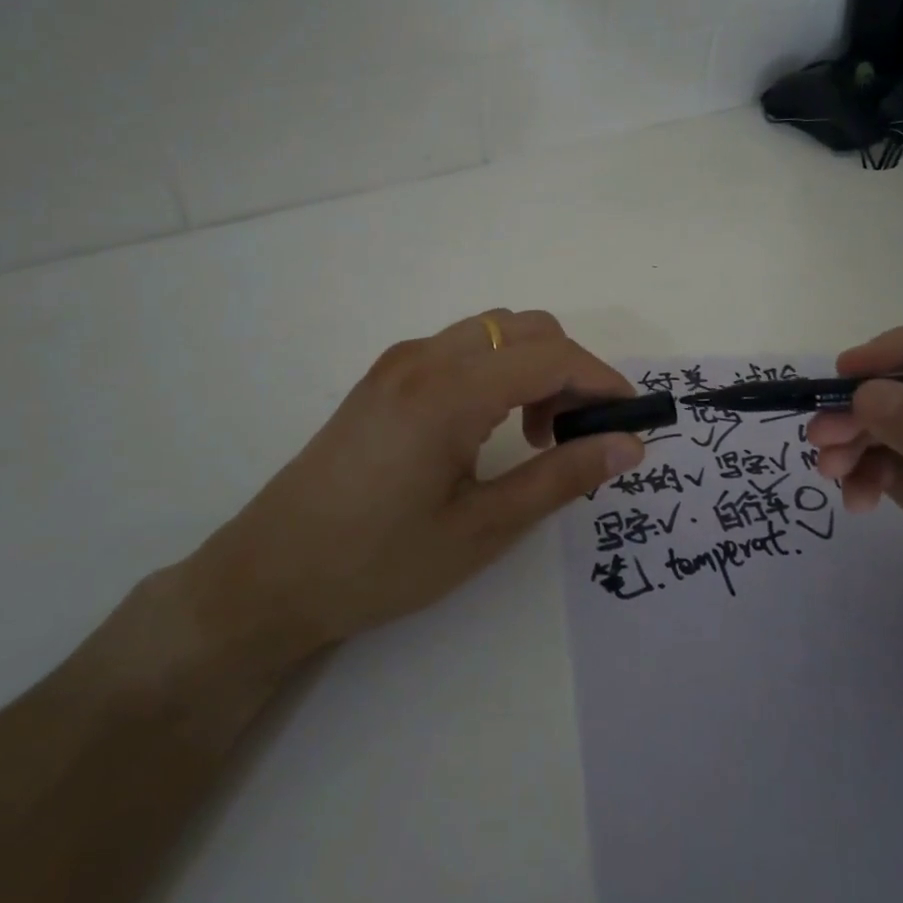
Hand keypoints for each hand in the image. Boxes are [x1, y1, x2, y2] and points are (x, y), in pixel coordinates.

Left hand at [179, 310, 643, 667]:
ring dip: (533, 366)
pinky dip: (498, 369)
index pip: (551, 356)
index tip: (631, 420)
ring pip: (493, 331)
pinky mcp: (385, 376)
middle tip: (575, 436)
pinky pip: (462, 347)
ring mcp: (399, 362)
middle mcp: (425, 358)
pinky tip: (490, 426)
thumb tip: (628, 445)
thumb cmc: (379, 562)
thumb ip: (561, 478)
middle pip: (526, 328)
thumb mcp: (482, 529)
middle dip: (570, 369)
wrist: (271, 574)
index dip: (602, 381)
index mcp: (450, 391)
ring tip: (533, 435)